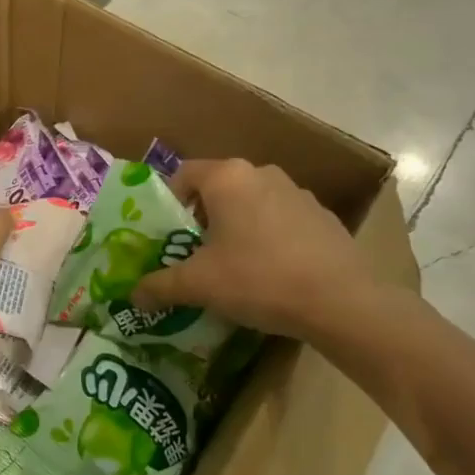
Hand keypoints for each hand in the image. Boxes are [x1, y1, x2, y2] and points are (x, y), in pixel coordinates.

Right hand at [131, 159, 386, 343]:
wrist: (342, 301)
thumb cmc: (258, 278)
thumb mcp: (199, 285)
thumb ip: (159, 286)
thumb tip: (132, 296)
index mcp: (227, 177)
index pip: (182, 174)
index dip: (167, 203)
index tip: (165, 236)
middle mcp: (262, 173)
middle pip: (217, 190)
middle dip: (201, 219)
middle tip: (192, 255)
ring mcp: (297, 192)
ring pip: (250, 204)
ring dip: (236, 227)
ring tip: (232, 267)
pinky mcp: (322, 216)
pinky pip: (280, 220)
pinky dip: (268, 238)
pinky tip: (271, 273)